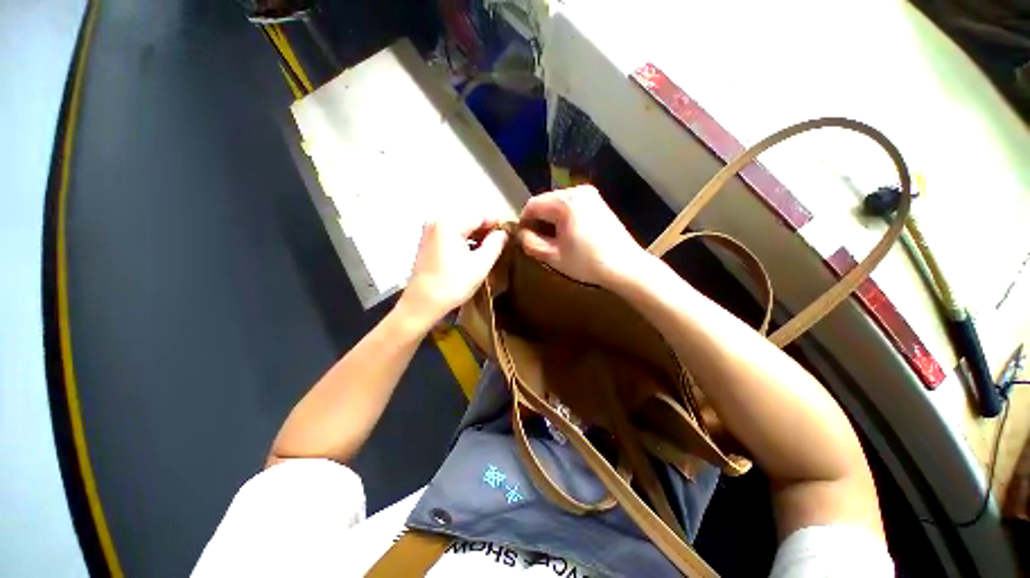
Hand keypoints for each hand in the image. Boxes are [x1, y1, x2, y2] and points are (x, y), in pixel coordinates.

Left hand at [399, 218, 507, 327]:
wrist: (422, 304)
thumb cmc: (452, 285)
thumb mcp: (480, 265)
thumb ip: (495, 245)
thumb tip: (504, 233)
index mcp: (449, 223)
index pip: (480, 214)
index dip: (498, 223)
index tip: (511, 234)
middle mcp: (436, 221)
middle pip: (469, 219)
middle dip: (487, 230)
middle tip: (502, 244)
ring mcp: (430, 231)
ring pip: (461, 227)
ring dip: (477, 236)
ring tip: (490, 250)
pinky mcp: (428, 241)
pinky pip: (452, 234)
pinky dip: (465, 241)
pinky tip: (473, 254)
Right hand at [519, 185, 646, 286]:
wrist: (625, 266)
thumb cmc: (587, 262)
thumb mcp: (553, 256)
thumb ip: (530, 243)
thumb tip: (520, 233)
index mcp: (565, 202)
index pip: (533, 204)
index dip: (523, 220)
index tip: (522, 236)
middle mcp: (578, 191)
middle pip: (546, 201)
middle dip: (539, 219)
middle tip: (537, 240)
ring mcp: (591, 195)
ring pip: (559, 203)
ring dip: (551, 218)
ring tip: (553, 238)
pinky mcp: (599, 202)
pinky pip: (572, 205)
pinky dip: (565, 216)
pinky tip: (568, 233)